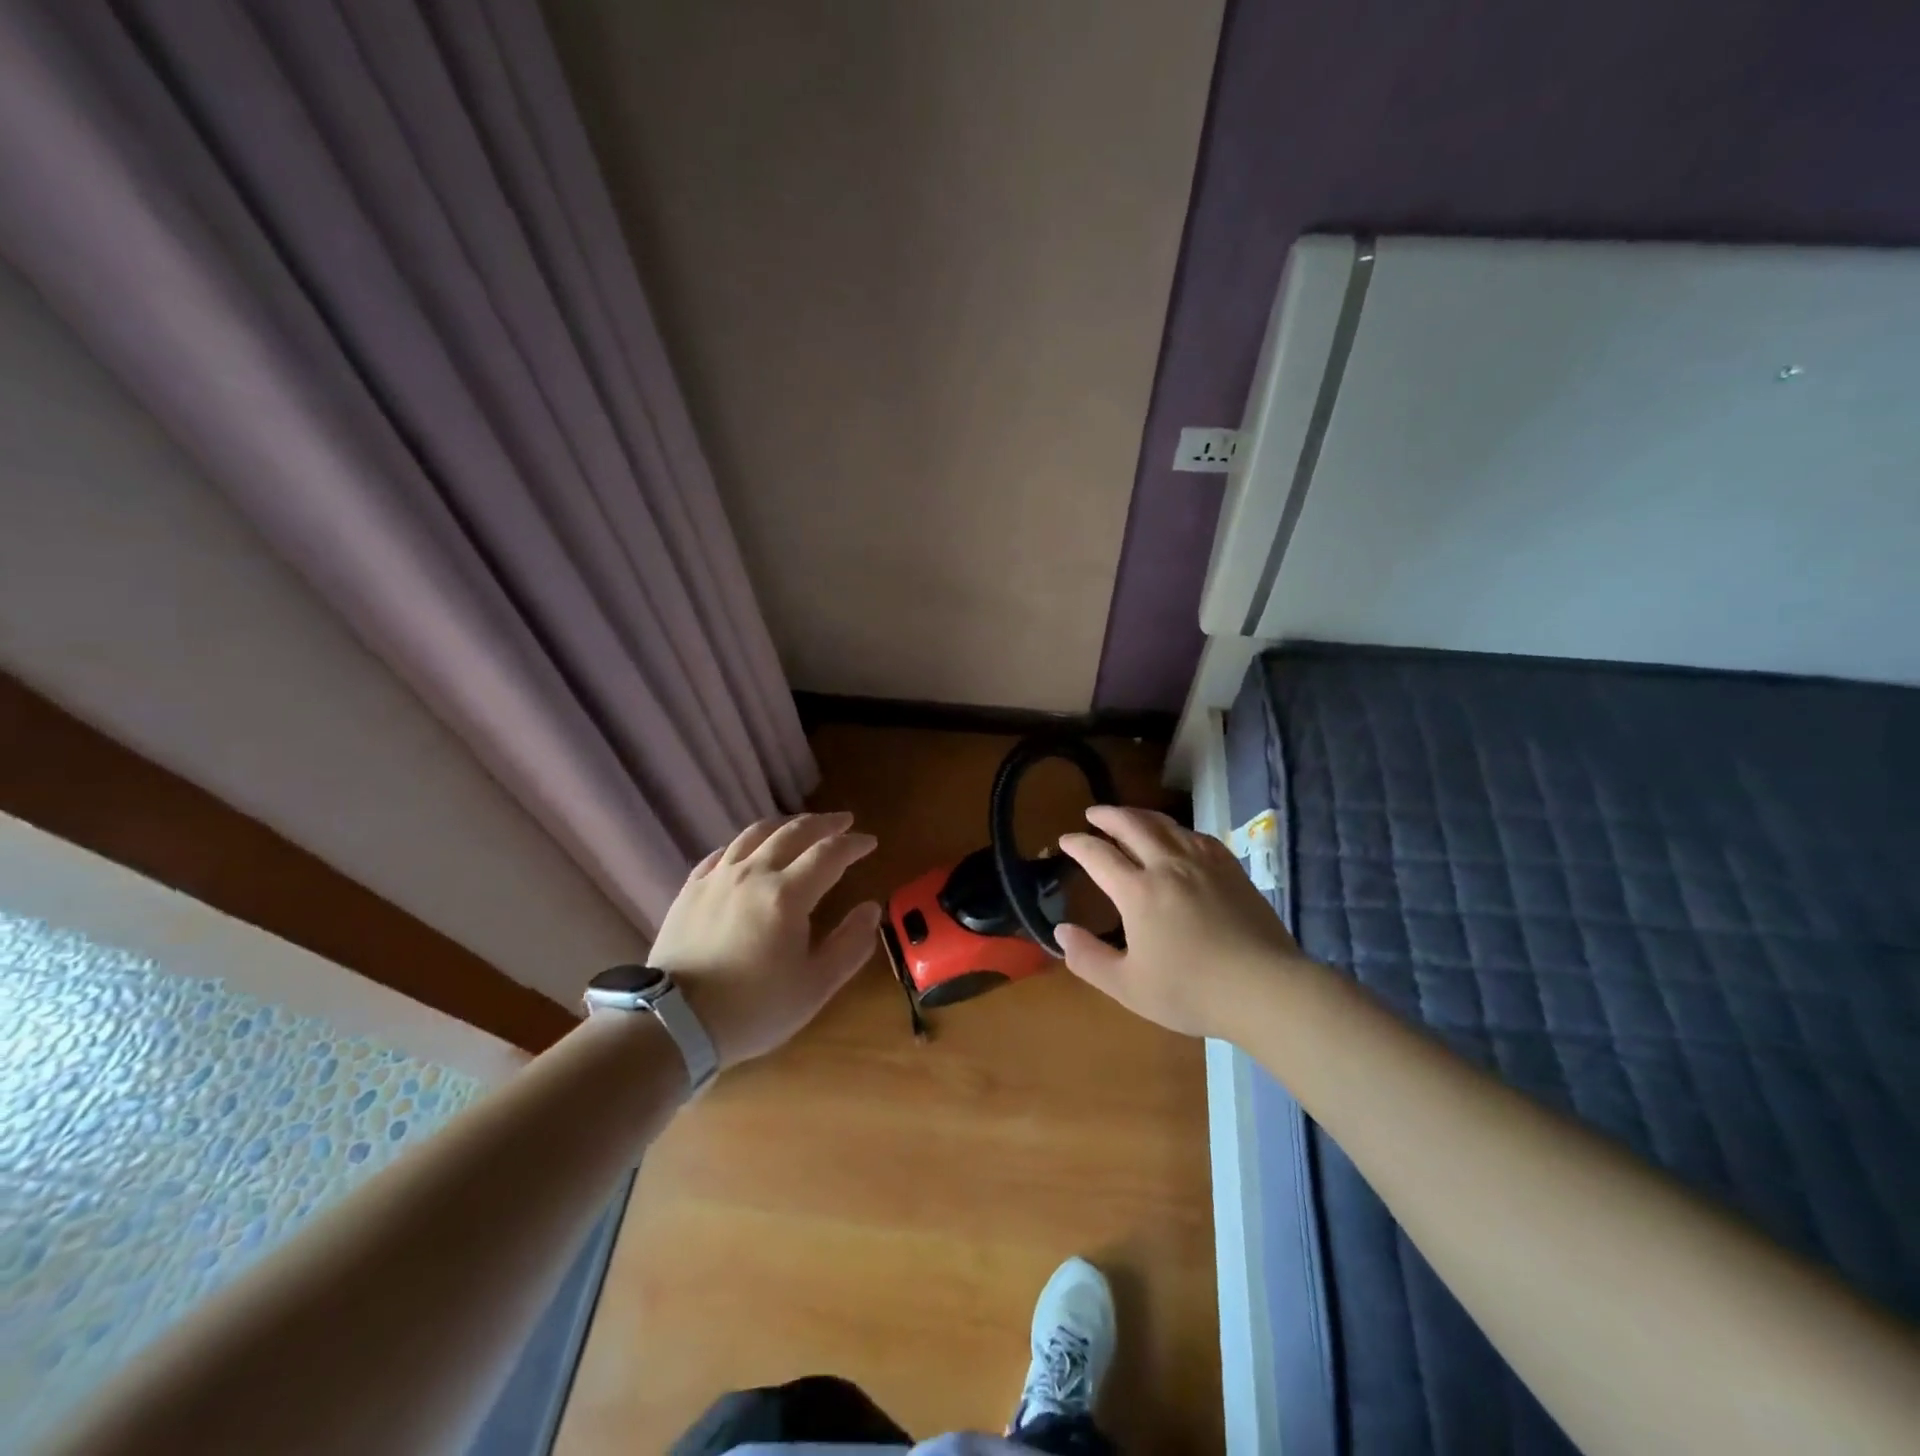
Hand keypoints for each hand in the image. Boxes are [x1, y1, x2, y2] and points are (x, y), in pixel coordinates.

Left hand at [646, 811, 880, 1066]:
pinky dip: (747, 843)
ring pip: (756, 834)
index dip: (853, 843)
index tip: (869, 841)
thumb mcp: (815, 986)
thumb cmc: (753, 1008)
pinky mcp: (691, 889)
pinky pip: (723, 852)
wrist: (673, 1023)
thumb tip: (871, 908)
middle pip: (794, 832)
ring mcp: (718, 878)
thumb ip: (850, 944)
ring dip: (786, 824)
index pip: (829, 853)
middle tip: (844, 821)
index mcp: (787, 894)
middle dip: (824, 823)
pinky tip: (751, 850)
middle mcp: (753, 873)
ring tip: (801, 826)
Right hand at [1054, 806, 1305, 1038]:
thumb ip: (1088, 958)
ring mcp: (1203, 863)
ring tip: (1128, 815)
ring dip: (1140, 815)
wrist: (1265, 988)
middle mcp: (1167, 866)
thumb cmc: (1191, 991)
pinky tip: (1177, 835)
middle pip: (1132, 826)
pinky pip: (1197, 836)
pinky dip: (1177, 829)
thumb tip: (1060, 932)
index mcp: (1138, 891)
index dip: (1078, 844)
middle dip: (1108, 816)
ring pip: (1166, 825)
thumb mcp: (1128, 986)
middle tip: (1093, 814)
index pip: (1099, 856)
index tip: (1065, 840)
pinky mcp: (1231, 869)